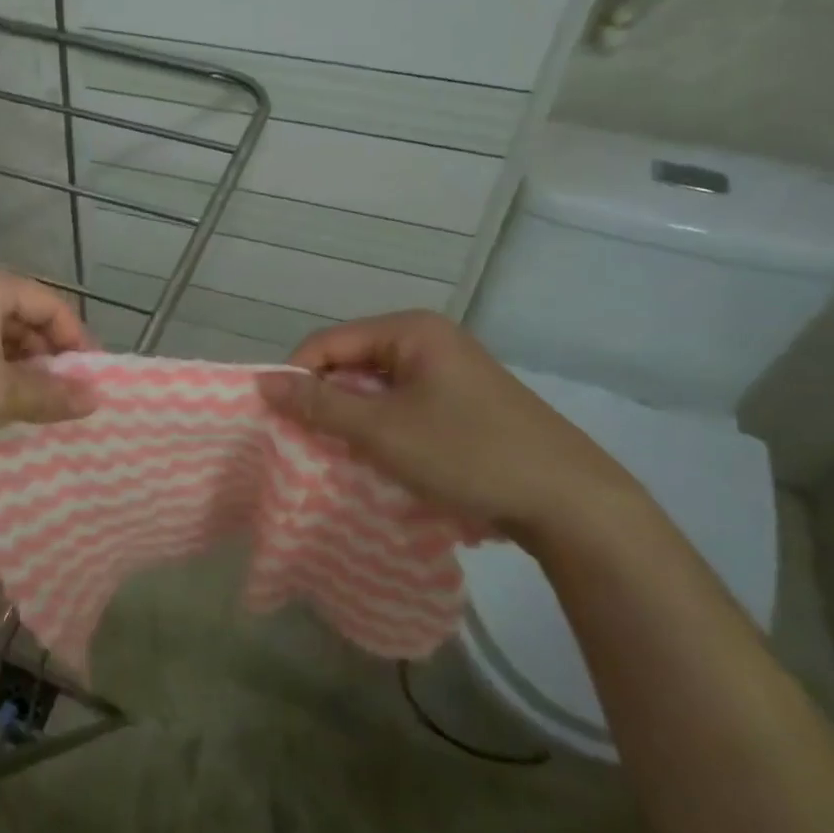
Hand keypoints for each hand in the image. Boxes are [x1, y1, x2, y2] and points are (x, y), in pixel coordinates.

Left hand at [0, 263, 97, 464]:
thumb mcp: (0, 391)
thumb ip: (52, 393)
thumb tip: (96, 398)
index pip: (52, 304)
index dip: (78, 341)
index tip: (93, 381)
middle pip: (26, 319)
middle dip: (50, 358)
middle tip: (68, 398)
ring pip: (0, 340)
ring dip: (23, 372)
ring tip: (38, 408)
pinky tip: (2, 407)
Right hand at [256, 311, 648, 548]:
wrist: (570, 502)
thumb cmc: (468, 453)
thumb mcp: (382, 431)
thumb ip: (319, 405)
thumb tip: (262, 381)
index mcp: (410, 330)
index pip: (327, 342)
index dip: (296, 377)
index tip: (278, 420)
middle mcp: (428, 340)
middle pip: (351, 363)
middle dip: (325, 402)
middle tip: (305, 443)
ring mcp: (448, 372)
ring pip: (375, 389)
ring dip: (352, 420)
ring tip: (337, 455)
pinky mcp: (461, 403)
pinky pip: (401, 406)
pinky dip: (381, 430)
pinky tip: (377, 460)